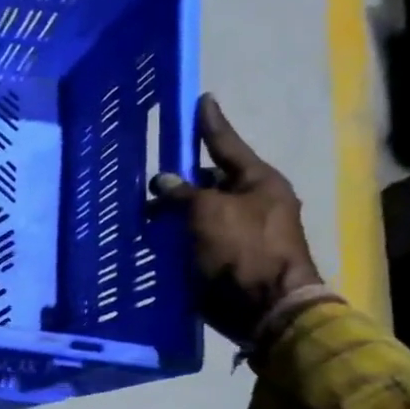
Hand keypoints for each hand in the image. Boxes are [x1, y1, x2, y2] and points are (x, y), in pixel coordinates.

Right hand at [153, 94, 324, 345]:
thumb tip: (164, 181)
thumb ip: (183, 193)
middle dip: (181, 180)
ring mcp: (243, 231)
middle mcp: (254, 202)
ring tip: (144, 216)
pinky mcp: (230, 258)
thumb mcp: (208, 213)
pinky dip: (179, 237)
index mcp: (259, 181)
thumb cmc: (242, 250)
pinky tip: (155, 239)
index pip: (227, 144)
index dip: (210, 124)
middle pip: (211, 181)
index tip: (202, 100)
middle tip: (152, 180)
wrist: (265, 308)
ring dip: (175, 213)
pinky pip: (198, 238)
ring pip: (201, 212)